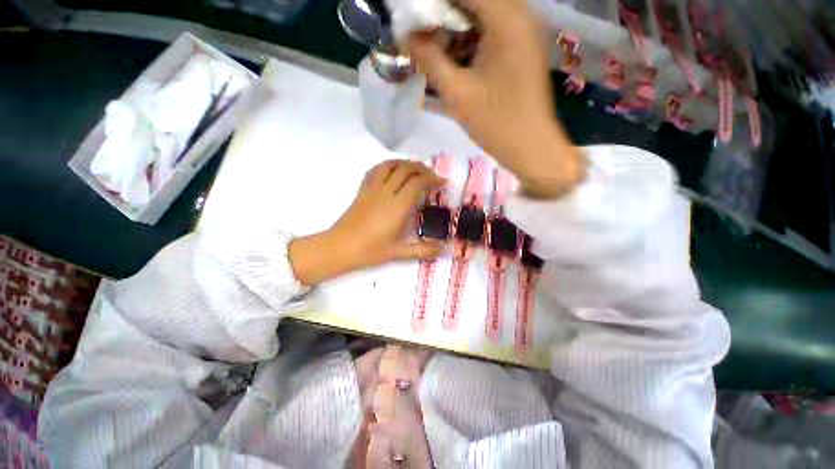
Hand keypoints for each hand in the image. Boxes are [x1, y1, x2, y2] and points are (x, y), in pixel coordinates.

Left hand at [288, 160, 443, 284]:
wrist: (340, 247)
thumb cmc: (370, 251)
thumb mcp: (399, 253)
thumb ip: (424, 250)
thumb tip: (445, 249)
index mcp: (398, 206)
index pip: (418, 182)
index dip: (432, 179)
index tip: (441, 183)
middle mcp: (386, 192)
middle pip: (406, 169)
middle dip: (422, 168)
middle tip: (431, 177)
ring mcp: (372, 189)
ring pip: (390, 165)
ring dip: (405, 163)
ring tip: (415, 170)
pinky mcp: (362, 190)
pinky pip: (375, 170)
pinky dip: (387, 166)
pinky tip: (392, 173)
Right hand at [407, 0, 583, 198]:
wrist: (530, 147)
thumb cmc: (496, 123)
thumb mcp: (457, 93)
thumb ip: (430, 59)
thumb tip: (406, 36)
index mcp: (506, 19)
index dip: (433, 4)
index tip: (412, 19)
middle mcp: (519, 15)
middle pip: (473, 2)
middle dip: (442, 15)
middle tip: (420, 37)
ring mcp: (523, 32)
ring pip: (481, 16)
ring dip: (454, 30)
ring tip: (432, 50)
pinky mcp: (521, 49)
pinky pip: (490, 33)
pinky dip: (469, 42)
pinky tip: (452, 60)